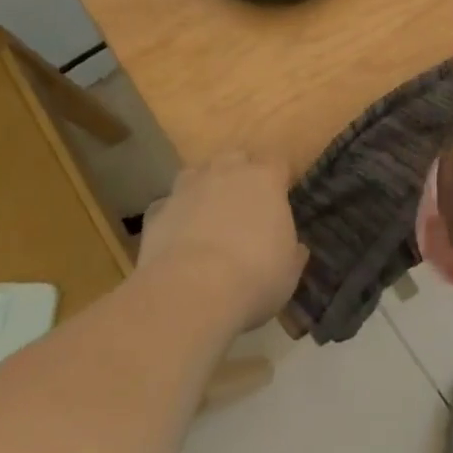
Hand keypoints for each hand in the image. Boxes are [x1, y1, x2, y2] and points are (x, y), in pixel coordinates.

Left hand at [138, 152, 306, 330]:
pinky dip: (172, 216)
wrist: (191, 293)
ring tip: (206, 216)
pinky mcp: (156, 212)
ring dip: (202, 189)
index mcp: (265, 180)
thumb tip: (296, 249)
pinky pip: (167, 206)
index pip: (277, 163)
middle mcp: (226, 173)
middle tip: (242, 205)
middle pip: (235, 159)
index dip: (277, 180)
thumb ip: (292, 252)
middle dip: (238, 175)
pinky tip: (176, 238)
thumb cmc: (254, 277)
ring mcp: (187, 189)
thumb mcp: (288, 272)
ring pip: (196, 174)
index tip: (279, 198)